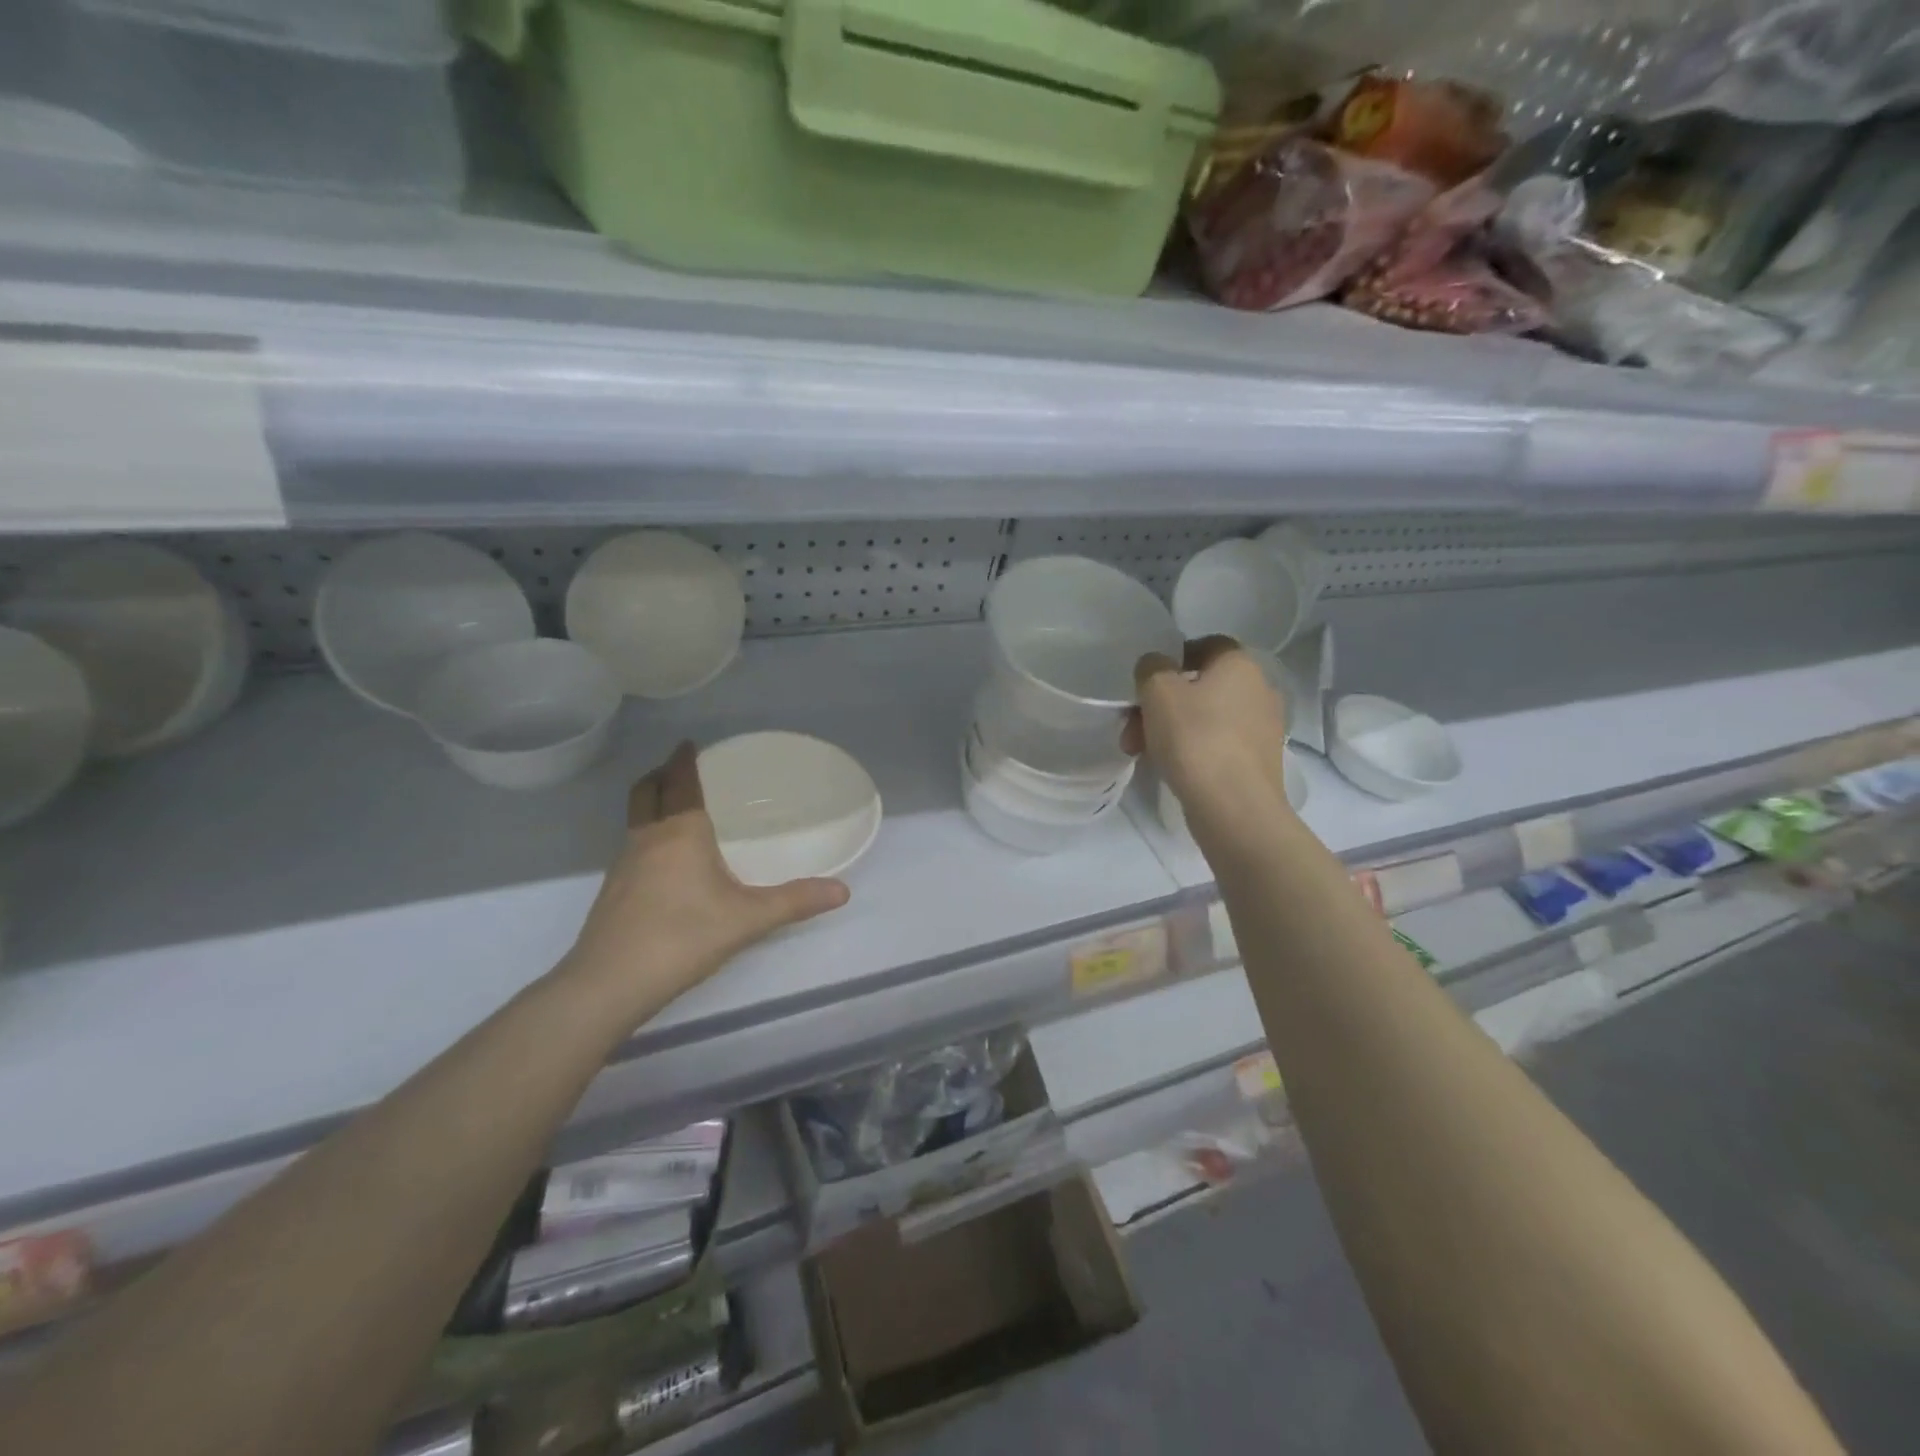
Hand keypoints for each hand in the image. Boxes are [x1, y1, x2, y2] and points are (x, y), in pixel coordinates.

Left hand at [566, 742, 850, 1014]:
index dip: (684, 759)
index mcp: (680, 831)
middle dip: (662, 774)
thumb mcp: (748, 919)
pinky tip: (667, 863)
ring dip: (653, 803)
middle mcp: (647, 838)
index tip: (689, 743)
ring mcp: (623, 865)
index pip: (680, 780)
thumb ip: (795, 901)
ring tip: (679, 810)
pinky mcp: (613, 891)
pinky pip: (633, 846)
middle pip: (646, 791)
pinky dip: (649, 835)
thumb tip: (842, 891)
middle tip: (681, 769)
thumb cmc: (682, 937)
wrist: (608, 984)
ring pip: (636, 818)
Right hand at [1123, 636, 1293, 842]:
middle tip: (1132, 729)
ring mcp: (1262, 728)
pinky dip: (1192, 750)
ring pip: (1205, 718)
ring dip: (1170, 729)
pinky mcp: (1258, 761)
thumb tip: (1156, 665)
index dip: (1173, 658)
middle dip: (1160, 705)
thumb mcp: (1158, 691)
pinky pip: (1217, 744)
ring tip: (1140, 753)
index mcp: (1240, 664)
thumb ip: (1151, 667)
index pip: (1206, 645)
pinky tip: (1169, 768)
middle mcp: (1259, 690)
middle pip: (1200, 686)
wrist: (1234, 807)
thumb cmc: (1195, 738)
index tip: (1147, 682)